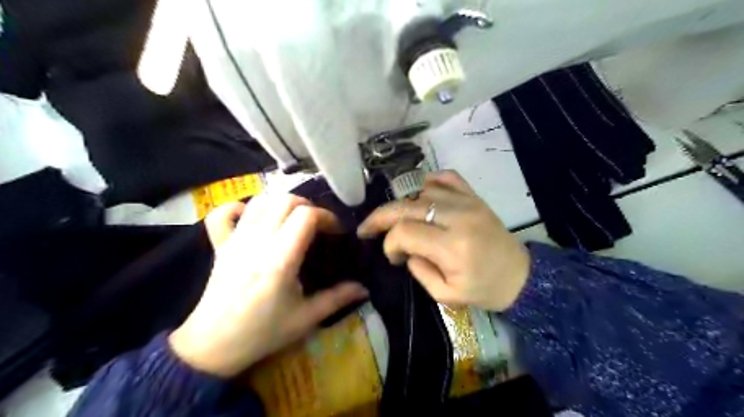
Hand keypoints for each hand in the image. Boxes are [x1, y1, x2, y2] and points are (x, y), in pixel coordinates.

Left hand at [166, 195, 367, 376]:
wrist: (212, 347)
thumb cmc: (262, 333)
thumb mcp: (305, 318)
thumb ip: (337, 299)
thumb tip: (364, 289)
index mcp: (280, 259)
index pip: (306, 216)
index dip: (326, 217)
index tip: (335, 231)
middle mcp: (257, 242)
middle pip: (285, 201)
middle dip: (307, 206)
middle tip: (317, 225)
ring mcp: (235, 240)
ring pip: (259, 201)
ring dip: (280, 203)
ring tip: (292, 219)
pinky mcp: (220, 245)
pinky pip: (222, 214)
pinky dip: (238, 208)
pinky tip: (251, 218)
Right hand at [355, 171, 524, 310]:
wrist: (520, 276)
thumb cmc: (484, 290)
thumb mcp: (446, 295)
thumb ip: (419, 271)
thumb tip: (404, 249)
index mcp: (453, 247)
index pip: (405, 232)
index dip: (390, 243)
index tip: (393, 257)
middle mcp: (458, 217)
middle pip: (406, 206)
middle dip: (380, 217)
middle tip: (367, 228)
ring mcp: (467, 202)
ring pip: (421, 191)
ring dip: (401, 204)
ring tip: (394, 218)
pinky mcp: (474, 196)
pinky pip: (446, 177)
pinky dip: (427, 182)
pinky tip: (419, 195)